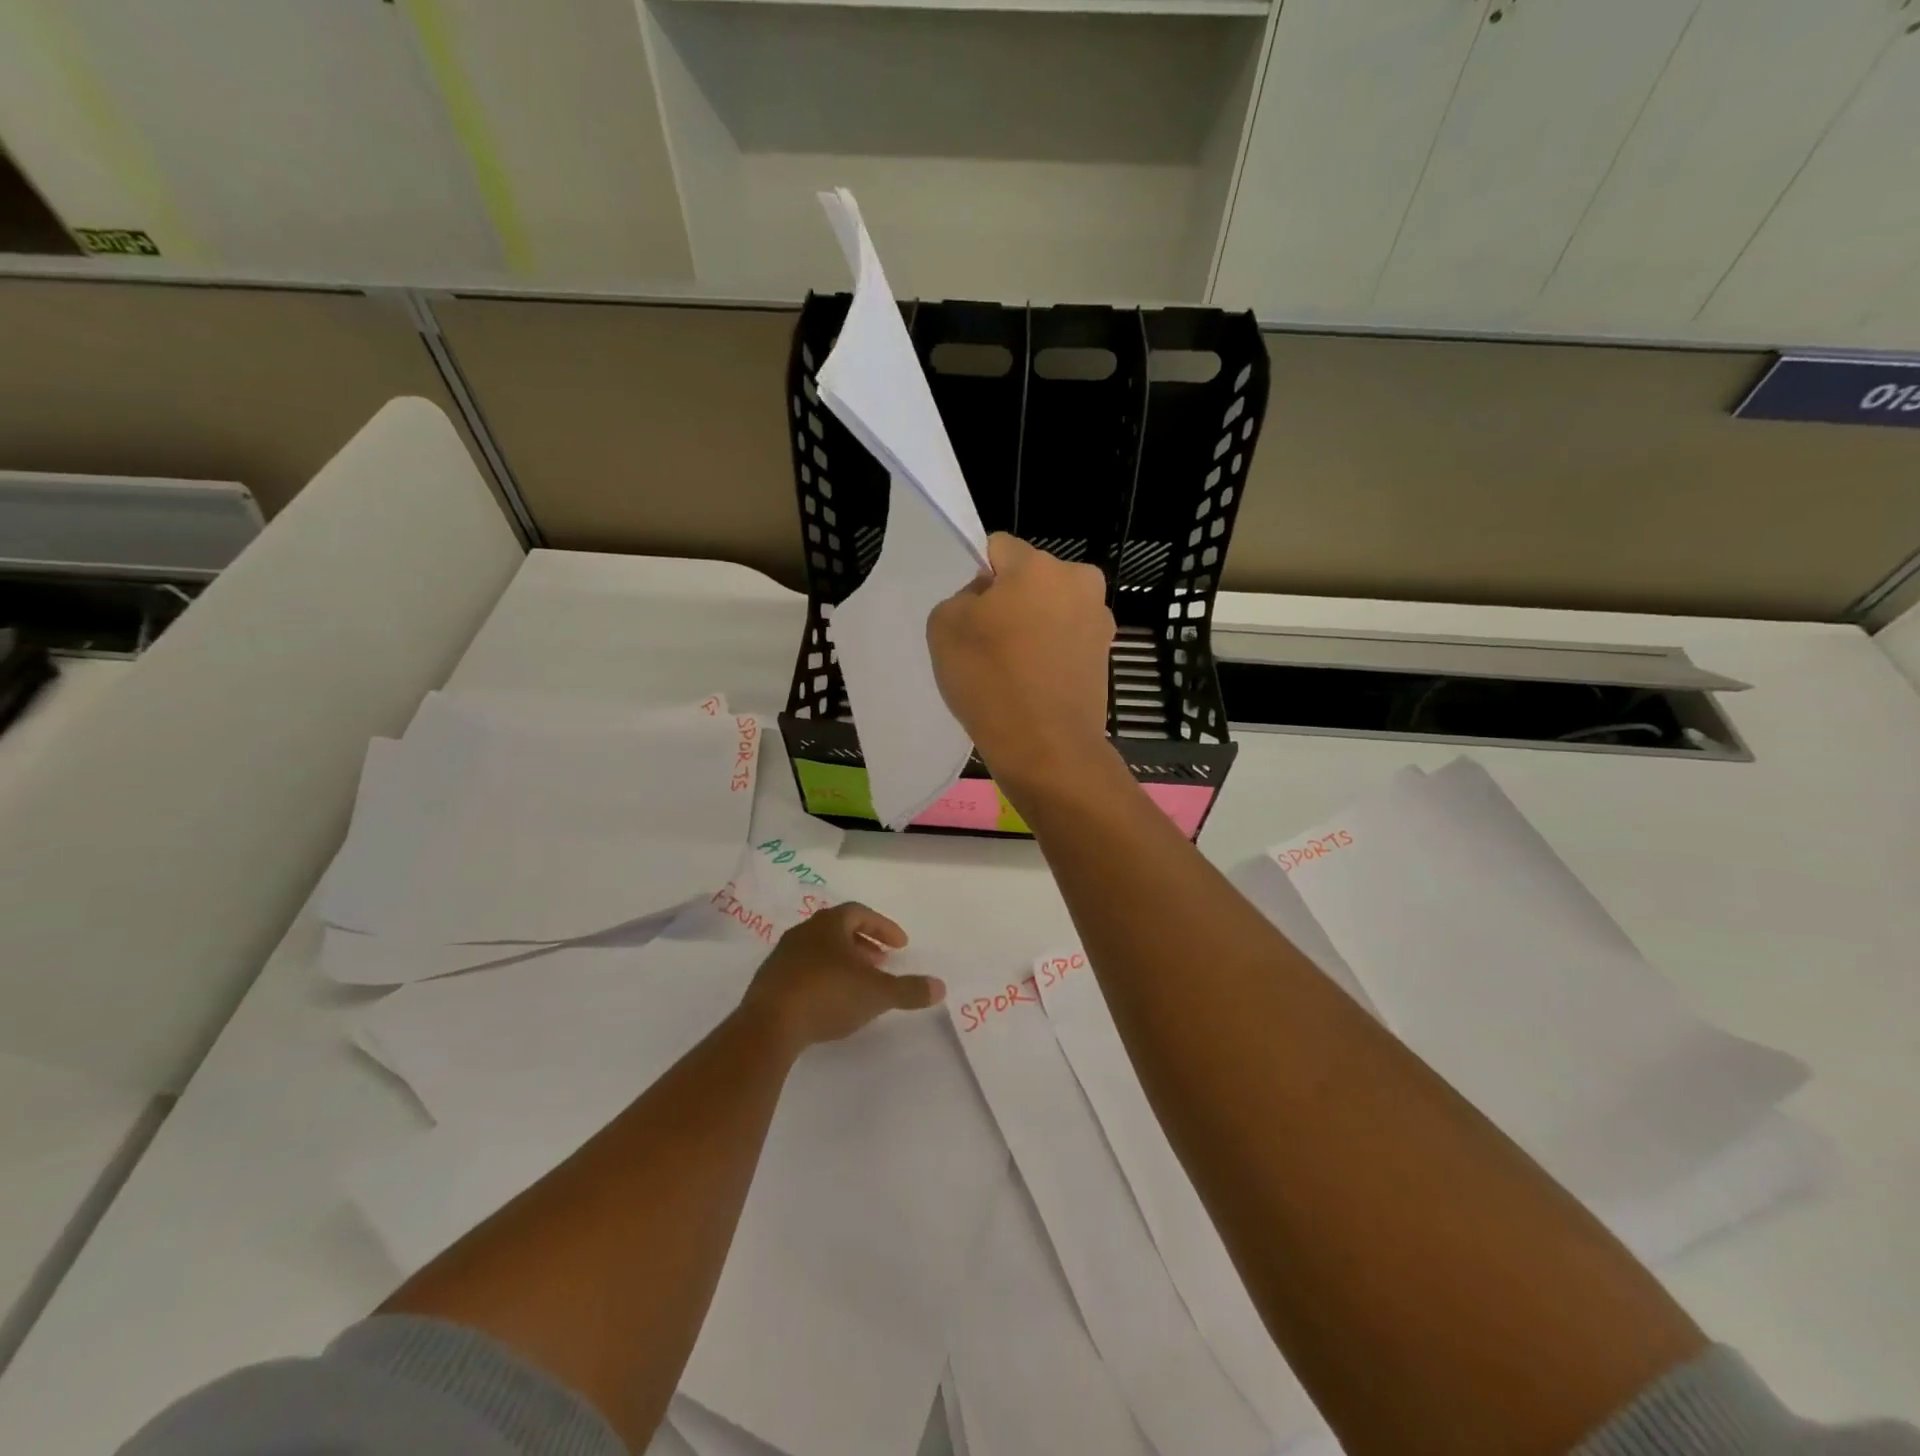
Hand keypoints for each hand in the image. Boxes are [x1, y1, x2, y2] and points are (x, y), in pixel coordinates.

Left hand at [739, 904, 943, 1054]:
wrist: (768, 1026)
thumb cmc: (827, 995)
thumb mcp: (877, 993)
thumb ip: (908, 990)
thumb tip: (940, 986)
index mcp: (828, 925)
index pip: (860, 913)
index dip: (883, 927)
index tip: (901, 946)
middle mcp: (803, 932)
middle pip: (838, 930)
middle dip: (864, 944)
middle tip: (882, 962)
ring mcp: (782, 957)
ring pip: (820, 951)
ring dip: (843, 962)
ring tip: (858, 984)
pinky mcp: (769, 982)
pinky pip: (803, 971)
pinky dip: (823, 978)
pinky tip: (830, 1001)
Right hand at [927, 533, 1114, 787]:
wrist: (1046, 748)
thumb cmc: (990, 681)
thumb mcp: (944, 626)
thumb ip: (962, 597)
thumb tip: (988, 599)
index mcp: (1039, 566)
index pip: (998, 548)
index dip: (978, 579)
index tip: (971, 616)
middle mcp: (1080, 581)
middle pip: (1030, 578)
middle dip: (1011, 600)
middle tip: (990, 644)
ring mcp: (1099, 619)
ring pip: (1051, 609)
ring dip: (1034, 627)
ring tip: (1014, 670)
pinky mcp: (1106, 655)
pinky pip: (1066, 640)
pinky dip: (1051, 653)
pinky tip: (1034, 684)